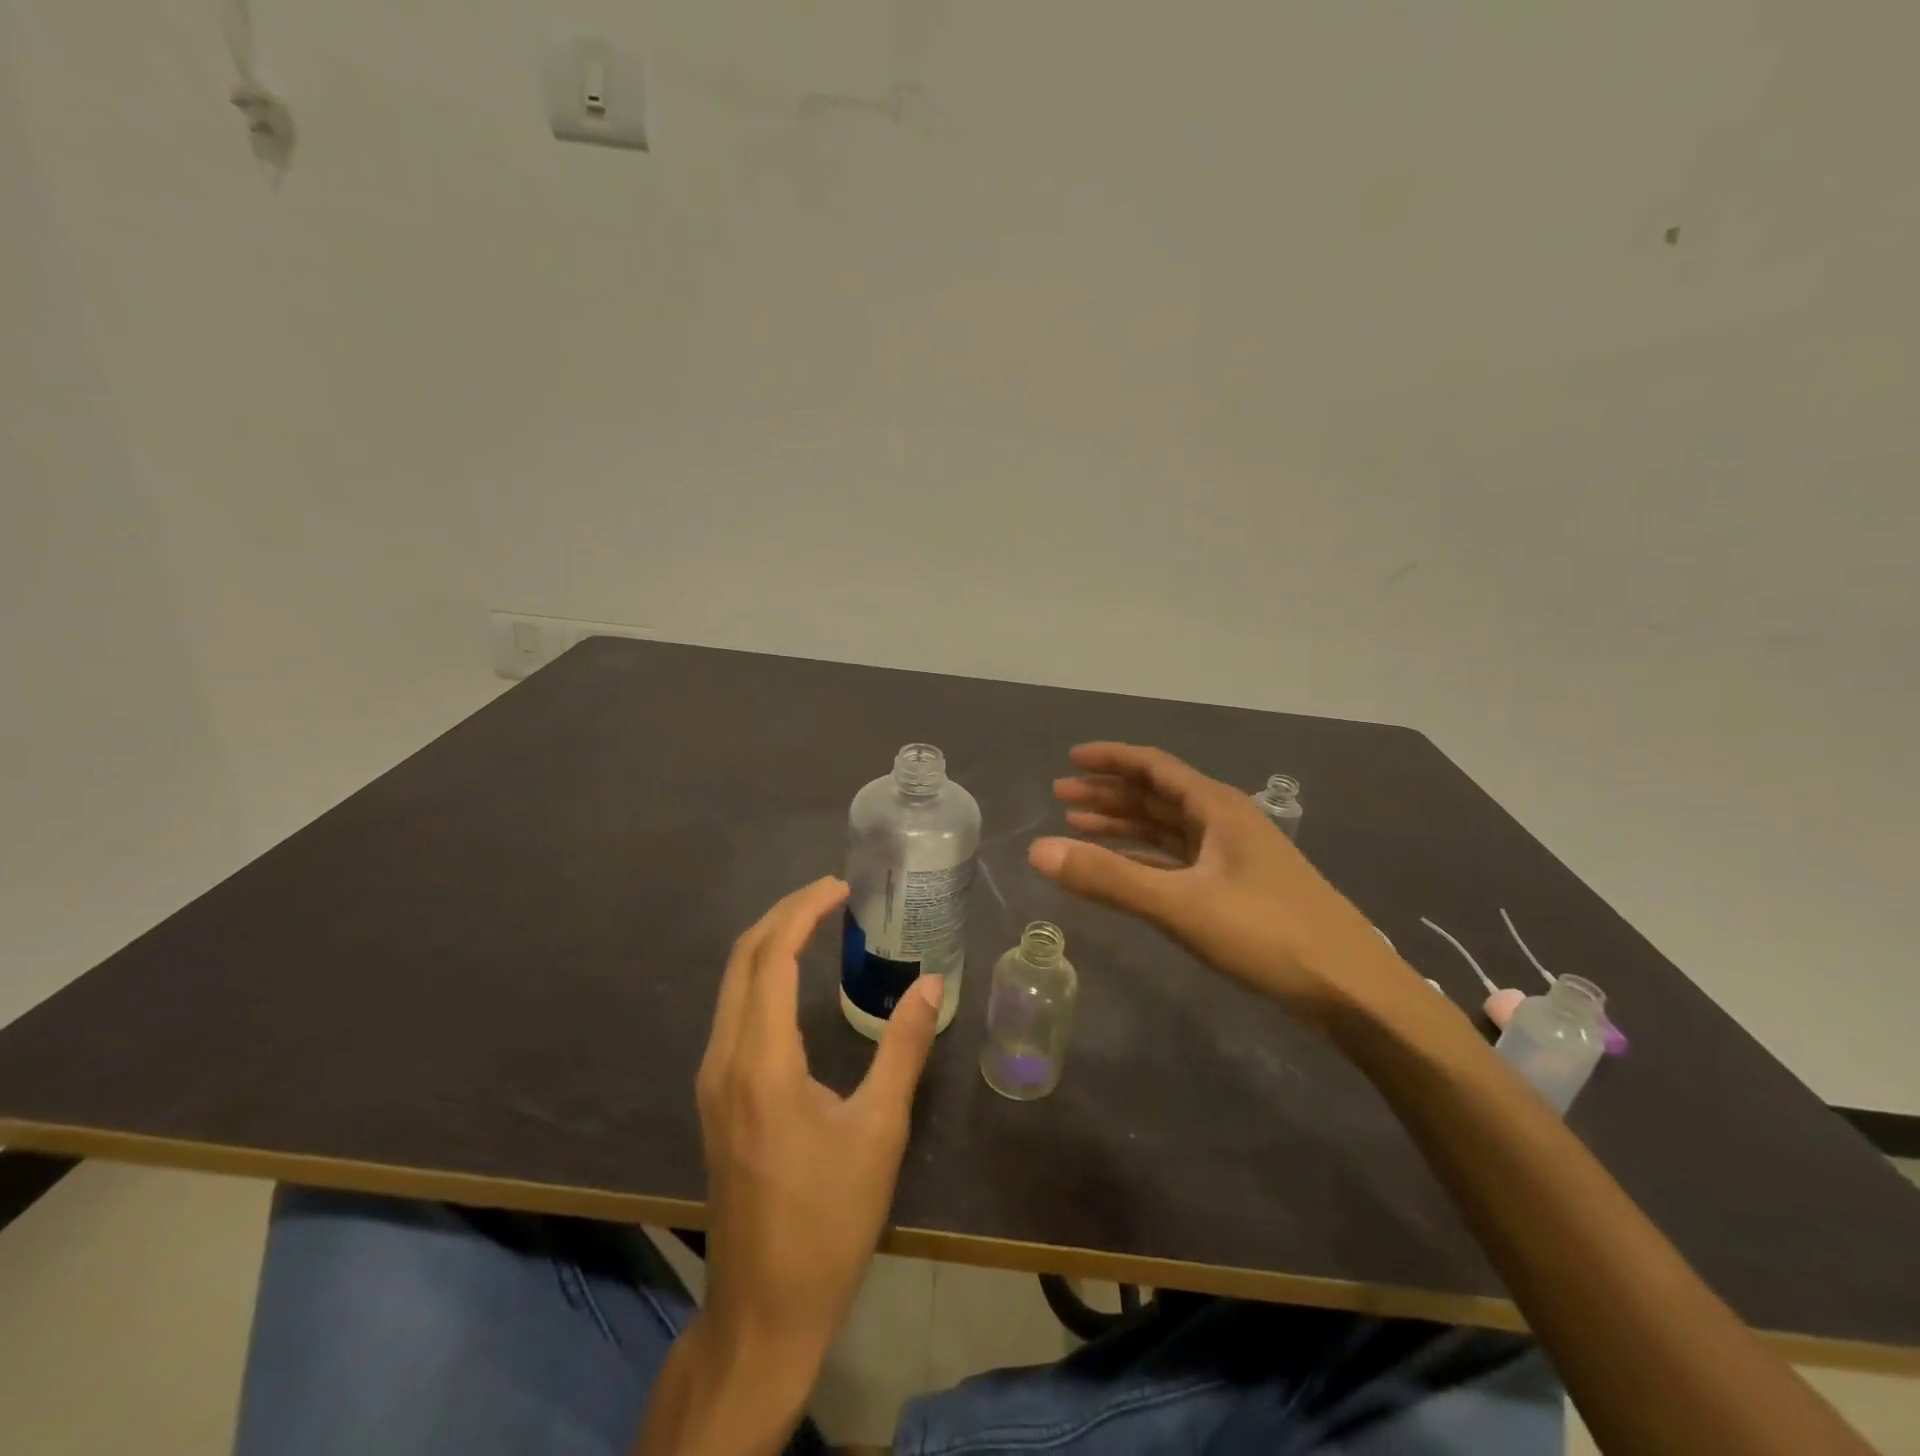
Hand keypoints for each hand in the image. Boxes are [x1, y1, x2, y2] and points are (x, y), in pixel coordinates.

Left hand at [695, 875, 943, 1379]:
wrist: (764, 1308)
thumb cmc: (828, 1220)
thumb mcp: (879, 1131)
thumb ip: (904, 1048)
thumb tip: (931, 983)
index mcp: (760, 1061)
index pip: (770, 956)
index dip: (803, 911)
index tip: (841, 887)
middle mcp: (724, 1059)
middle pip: (742, 958)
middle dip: (783, 914)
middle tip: (832, 894)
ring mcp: (712, 1079)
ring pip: (732, 983)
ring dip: (770, 941)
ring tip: (818, 921)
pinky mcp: (715, 1096)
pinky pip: (733, 1010)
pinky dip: (761, 974)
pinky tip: (794, 977)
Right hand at [1028, 742, 1431, 1025]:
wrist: (1352, 991)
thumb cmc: (1268, 935)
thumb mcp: (1180, 905)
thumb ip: (1108, 878)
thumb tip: (1037, 850)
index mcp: (1217, 808)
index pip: (1154, 767)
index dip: (1111, 759)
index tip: (1070, 759)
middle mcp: (1225, 822)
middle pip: (1157, 795)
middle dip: (1109, 793)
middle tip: (1061, 798)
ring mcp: (1234, 856)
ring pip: (1168, 828)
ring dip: (1124, 825)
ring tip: (1079, 827)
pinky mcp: (1238, 888)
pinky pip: (1179, 859)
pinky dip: (1145, 857)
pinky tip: (1123, 867)